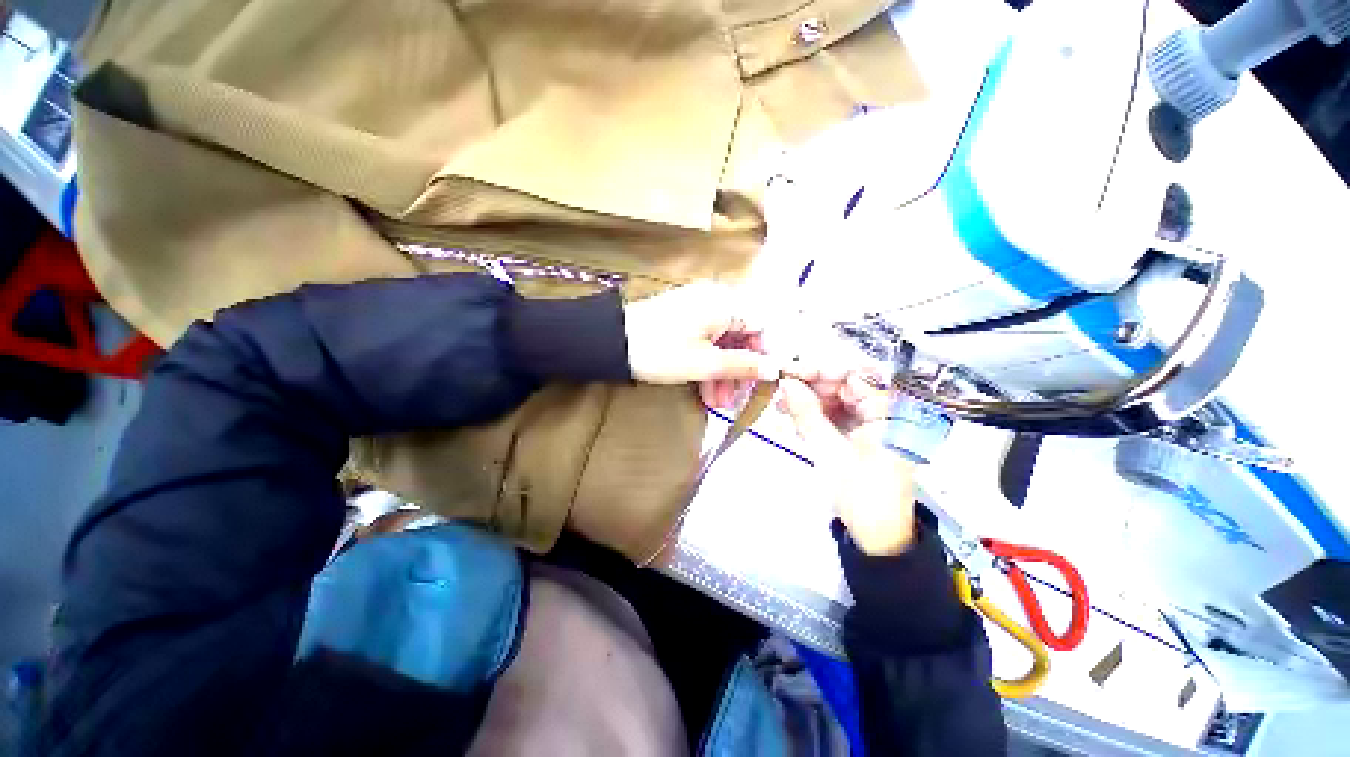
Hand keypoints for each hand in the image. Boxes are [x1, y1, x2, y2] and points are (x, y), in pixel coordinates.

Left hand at [623, 282, 779, 406]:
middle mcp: (715, 300)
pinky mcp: (683, 319)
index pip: (761, 325)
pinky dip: (707, 364)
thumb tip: (775, 369)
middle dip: (739, 371)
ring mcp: (697, 309)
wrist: (611, 343)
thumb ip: (743, 365)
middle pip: (741, 336)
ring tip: (717, 403)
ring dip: (722, 373)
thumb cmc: (661, 350)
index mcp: (725, 303)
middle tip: (735, 399)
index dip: (765, 354)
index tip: (761, 380)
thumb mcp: (705, 364)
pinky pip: (705, 341)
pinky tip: (705, 390)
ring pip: (722, 342)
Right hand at [778, 365, 917, 555]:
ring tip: (781, 407)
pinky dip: (816, 415)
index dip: (819, 369)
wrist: (877, 536)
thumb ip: (807, 412)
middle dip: (810, 385)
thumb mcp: (829, 450)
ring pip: (837, 399)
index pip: (853, 374)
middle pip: (844, 384)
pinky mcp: (864, 434)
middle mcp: (886, 410)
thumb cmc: (860, 493)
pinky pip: (838, 414)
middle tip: (780, 390)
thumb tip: (785, 381)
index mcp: (890, 411)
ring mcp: (875, 422)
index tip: (789, 371)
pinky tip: (795, 420)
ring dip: (809, 401)